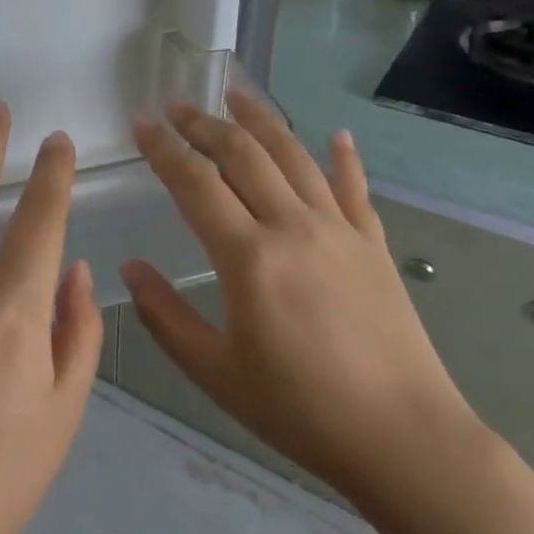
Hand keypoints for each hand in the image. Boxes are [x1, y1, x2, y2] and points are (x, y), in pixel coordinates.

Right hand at [122, 90, 479, 508]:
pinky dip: (342, 157)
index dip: (162, 148)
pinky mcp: (374, 245)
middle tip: (175, 104)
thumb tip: (129, 267)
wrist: (404, 441)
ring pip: (294, 156)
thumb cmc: (299, 410)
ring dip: (262, 120)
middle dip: (204, 123)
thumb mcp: (214, 371)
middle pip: (243, 155)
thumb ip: (165, 315)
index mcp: (248, 257)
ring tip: (237, 93)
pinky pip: (353, 188)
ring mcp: (340, 231)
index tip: (140, 123)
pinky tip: (335, 135)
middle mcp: (293, 227)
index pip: (194, 183)